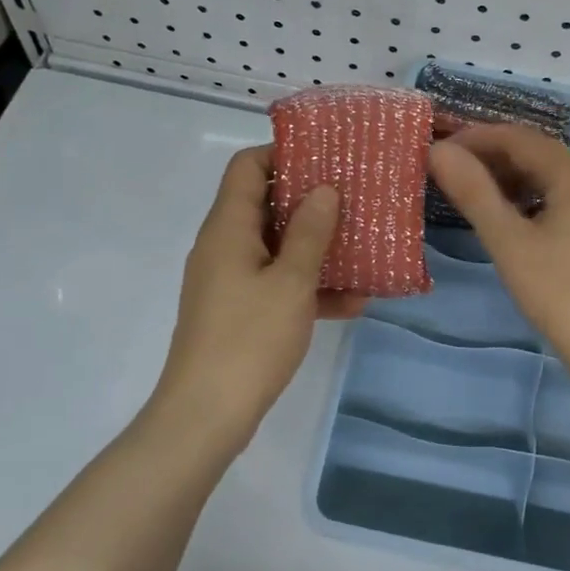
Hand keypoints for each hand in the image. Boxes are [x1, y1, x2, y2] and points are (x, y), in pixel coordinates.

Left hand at [153, 146, 364, 448]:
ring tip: (363, 247)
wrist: (206, 416)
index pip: (247, 166)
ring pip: (276, 248)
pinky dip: (308, 287)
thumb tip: (324, 189)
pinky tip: (353, 302)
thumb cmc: (249, 339)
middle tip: (356, 199)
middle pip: (265, 204)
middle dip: (311, 201)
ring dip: (316, 247)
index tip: (327, 158)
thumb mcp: (290, 282)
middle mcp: (224, 246)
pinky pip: (276, 284)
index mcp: (228, 227)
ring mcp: (229, 281)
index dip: (284, 154)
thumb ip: (311, 233)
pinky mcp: (238, 312)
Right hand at [428, 126, 569, 378]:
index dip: (474, 138)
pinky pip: (566, 198)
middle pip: (537, 153)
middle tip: (449, 174)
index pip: (517, 137)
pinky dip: (534, 198)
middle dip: (491, 157)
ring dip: (511, 179)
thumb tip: (438, 150)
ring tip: (473, 196)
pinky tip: (513, 220)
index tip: (437, 151)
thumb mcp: (509, 242)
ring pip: (552, 177)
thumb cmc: (561, 295)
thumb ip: (473, 192)